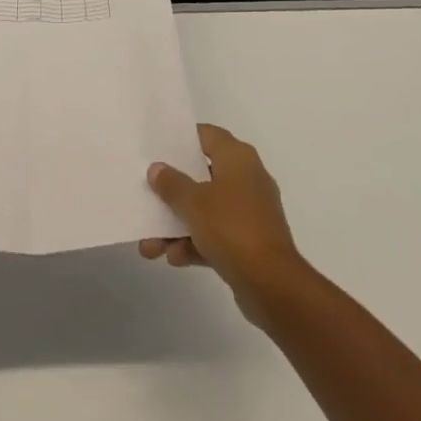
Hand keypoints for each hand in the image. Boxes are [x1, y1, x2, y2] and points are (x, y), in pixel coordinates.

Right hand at [139, 123, 304, 324]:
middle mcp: (247, 178)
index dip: (182, 139)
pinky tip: (173, 258)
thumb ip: (172, 184)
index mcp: (238, 157)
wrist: (272, 285)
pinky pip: (217, 235)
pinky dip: (196, 243)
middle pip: (202, 175)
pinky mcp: (251, 242)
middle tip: (149, 195)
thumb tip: (157, 168)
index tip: (158, 148)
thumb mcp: (194, 203)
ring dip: (179, 225)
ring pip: (207, 210)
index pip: (207, 135)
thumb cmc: (232, 228)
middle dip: (174, 192)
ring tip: (150, 245)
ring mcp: (250, 212)